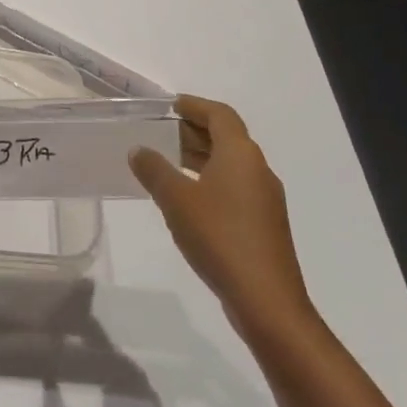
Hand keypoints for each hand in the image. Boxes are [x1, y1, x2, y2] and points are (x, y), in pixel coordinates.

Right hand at [129, 96, 317, 345]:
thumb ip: (154, 169)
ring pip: (230, 163)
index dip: (194, 106)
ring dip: (200, 157)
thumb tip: (139, 150)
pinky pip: (234, 186)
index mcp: (241, 154)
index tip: (169, 106)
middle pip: (227, 137)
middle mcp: (258, 169)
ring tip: (166, 161)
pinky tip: (186, 197)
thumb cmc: (219, 237)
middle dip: (194, 131)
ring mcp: (265, 199)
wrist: (266, 301)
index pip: (220, 115)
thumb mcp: (176, 199)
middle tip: (160, 132)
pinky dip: (210, 180)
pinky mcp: (264, 224)